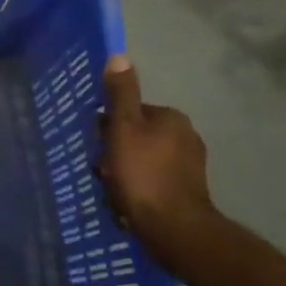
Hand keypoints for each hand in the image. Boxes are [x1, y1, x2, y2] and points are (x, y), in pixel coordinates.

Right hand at [96, 54, 218, 273]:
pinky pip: (153, 181)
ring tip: (112, 191)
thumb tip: (119, 56)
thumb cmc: (142, 175)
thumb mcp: (123, 129)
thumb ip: (120, 95)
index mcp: (170, 117)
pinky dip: (138, 188)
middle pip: (136, 136)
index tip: (96, 146)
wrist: (173, 228)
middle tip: (102, 172)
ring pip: (143, 160)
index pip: (130, 112)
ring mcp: (189, 165)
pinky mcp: (188, 190)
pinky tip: (127, 203)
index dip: (108, 128)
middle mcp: (186, 135)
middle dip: (116, 152)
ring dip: (125, 172)